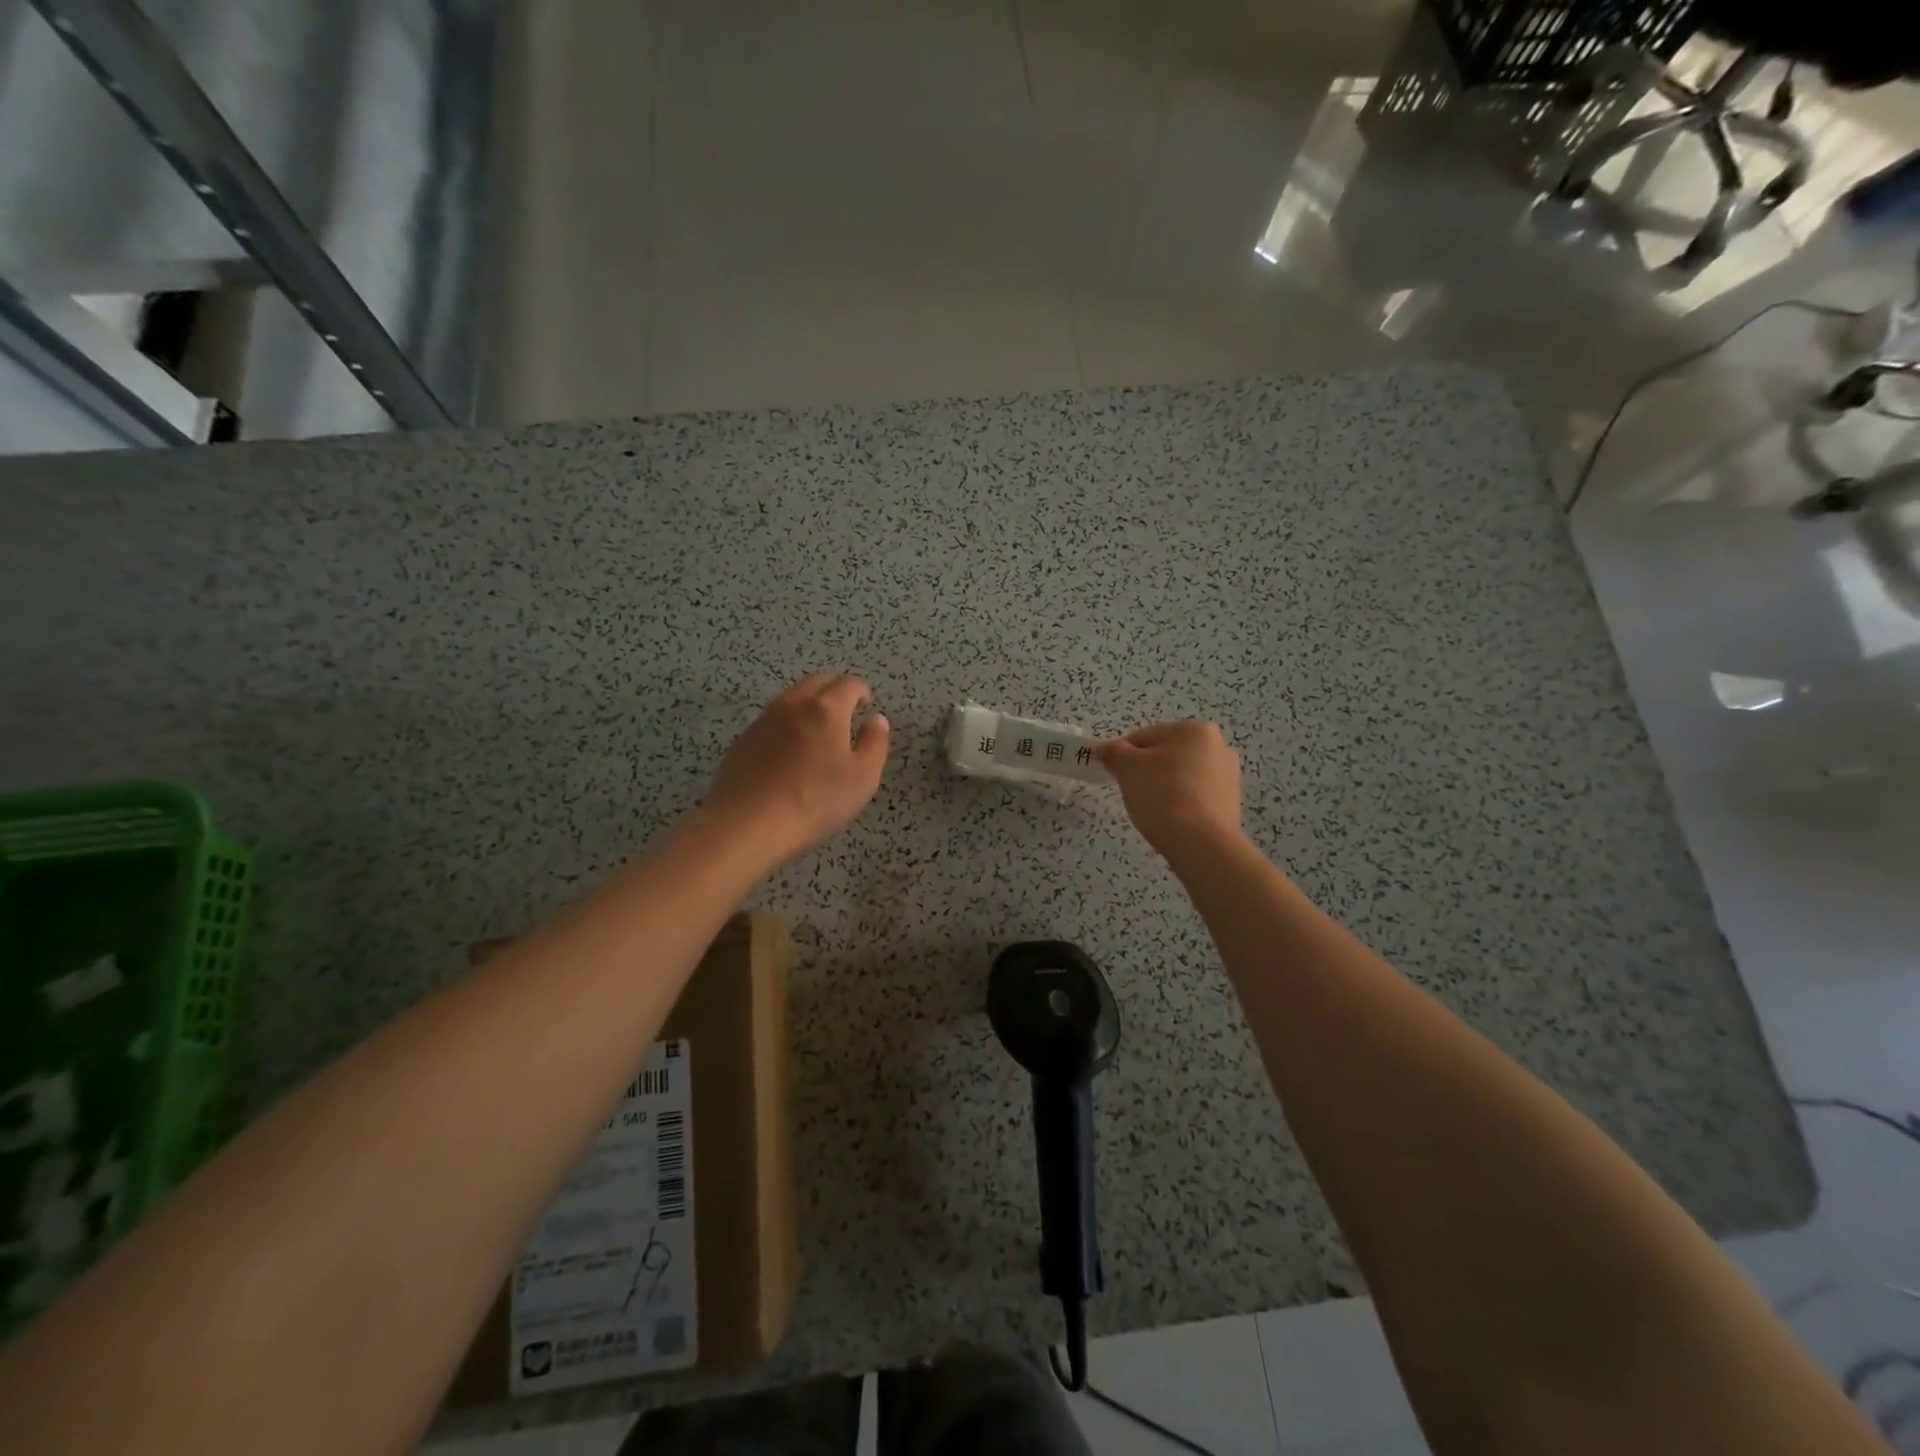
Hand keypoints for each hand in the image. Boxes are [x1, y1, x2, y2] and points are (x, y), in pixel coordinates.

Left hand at [704, 674, 890, 863]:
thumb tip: (876, 719)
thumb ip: (875, 743)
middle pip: (816, 682)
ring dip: (809, 703)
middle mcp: (793, 705)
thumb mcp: (863, 778)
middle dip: (834, 689)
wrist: (747, 825)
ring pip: (791, 698)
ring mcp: (764, 721)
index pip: (848, 684)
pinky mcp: (743, 740)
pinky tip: (789, 750)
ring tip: (818, 728)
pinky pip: (772, 719)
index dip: (861, 690)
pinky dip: (787, 723)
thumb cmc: (815, 801)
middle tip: (845, 709)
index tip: (866, 703)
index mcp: (826, 709)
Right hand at [1096, 721, 1242, 860]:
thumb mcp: (1127, 768)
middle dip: (1145, 771)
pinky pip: (1194, 796)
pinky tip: (1169, 820)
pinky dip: (1179, 803)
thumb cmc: (1162, 795)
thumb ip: (1113, 752)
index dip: (1123, 755)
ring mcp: (1227, 777)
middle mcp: (1218, 747)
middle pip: (1165, 754)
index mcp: (1196, 730)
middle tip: (1131, 793)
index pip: (1145, 736)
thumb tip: (1105, 749)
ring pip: (1180, 776)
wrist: (1201, 844)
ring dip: (1162, 787)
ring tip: (1151, 810)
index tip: (1114, 775)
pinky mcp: (1229, 804)